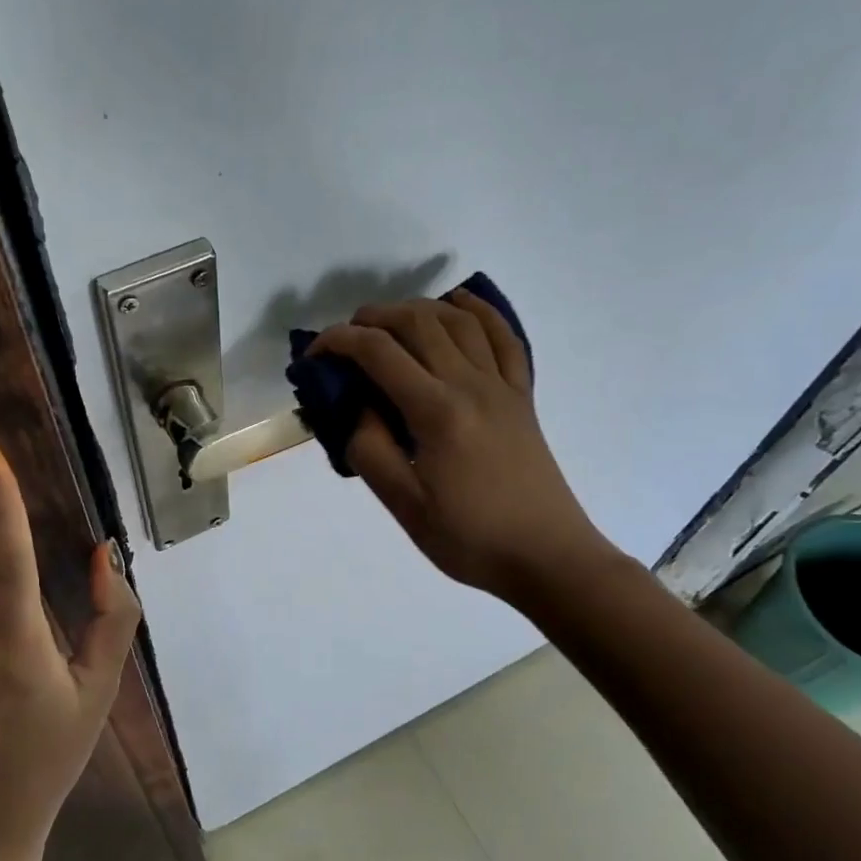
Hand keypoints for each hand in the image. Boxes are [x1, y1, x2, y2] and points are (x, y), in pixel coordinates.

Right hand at [310, 290, 615, 605]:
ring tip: (391, 322)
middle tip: (347, 337)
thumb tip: (358, 406)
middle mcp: (471, 384)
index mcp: (437, 412)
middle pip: (419, 322)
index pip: (379, 353)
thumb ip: (370, 449)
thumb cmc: (469, 538)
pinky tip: (461, 303)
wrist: (547, 556)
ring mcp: (502, 386)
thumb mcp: (404, 505)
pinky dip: (479, 311)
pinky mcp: (522, 396)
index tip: (313, 355)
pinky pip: (504, 337)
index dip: (338, 342)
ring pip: (459, 320)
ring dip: (419, 308)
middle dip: (374, 317)